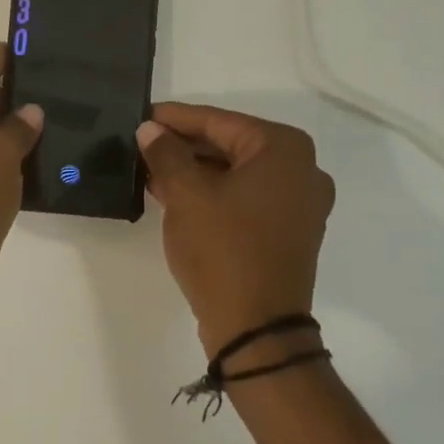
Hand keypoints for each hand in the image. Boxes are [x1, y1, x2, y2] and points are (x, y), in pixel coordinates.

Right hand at [137, 104, 334, 355]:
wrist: (256, 328)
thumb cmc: (223, 250)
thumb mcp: (186, 195)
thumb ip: (166, 154)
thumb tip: (150, 130)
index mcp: (284, 150)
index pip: (219, 121)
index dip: (175, 118)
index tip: (142, 115)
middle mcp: (301, 170)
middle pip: (230, 145)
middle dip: (184, 146)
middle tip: (141, 144)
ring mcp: (299, 203)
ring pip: (236, 173)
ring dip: (195, 171)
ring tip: (150, 169)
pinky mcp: (288, 231)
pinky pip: (245, 198)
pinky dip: (213, 193)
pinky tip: (174, 194)